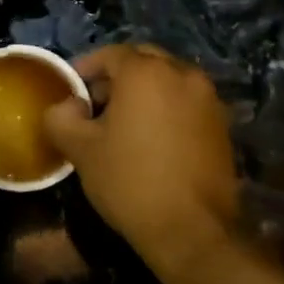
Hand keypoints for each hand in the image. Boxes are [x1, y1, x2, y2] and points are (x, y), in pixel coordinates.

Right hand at [43, 44, 239, 270]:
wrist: (191, 230)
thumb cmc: (129, 180)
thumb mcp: (79, 148)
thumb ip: (61, 116)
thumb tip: (68, 105)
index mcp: (145, 73)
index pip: (110, 53)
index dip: (86, 67)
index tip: (71, 90)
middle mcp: (182, 75)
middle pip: (143, 60)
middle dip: (117, 75)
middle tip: (95, 102)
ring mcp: (208, 99)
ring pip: (168, 80)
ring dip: (144, 91)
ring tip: (122, 122)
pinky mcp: (222, 125)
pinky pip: (186, 102)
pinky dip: (166, 108)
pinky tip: (150, 138)